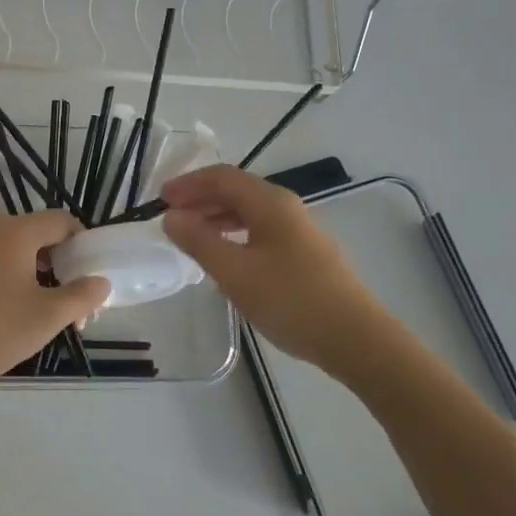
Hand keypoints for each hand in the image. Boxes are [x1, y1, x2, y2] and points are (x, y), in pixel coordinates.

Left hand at [0, 211, 109, 395]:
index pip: (64, 222)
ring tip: (56, 317)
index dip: (85, 246)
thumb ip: (82, 295)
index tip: (94, 279)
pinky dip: (20, 283)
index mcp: (17, 231)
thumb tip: (102, 282)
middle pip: (44, 237)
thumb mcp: (47, 316)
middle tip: (80, 306)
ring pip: (23, 254)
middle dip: (67, 268)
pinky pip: (2, 265)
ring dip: (46, 279)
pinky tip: (23, 316)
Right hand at [161, 165, 382, 372]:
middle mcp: (286, 207)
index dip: (188, 184)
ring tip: (192, 237)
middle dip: (201, 200)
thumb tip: (171, 217)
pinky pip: (261, 231)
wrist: (355, 338)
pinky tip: (226, 259)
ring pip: (250, 212)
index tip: (160, 199)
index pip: (222, 177)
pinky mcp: (306, 254)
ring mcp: (300, 230)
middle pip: (237, 191)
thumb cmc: (290, 300)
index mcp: (269, 202)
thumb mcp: (235, 272)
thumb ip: (199, 241)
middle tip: (171, 218)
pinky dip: (235, 235)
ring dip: (217, 218)